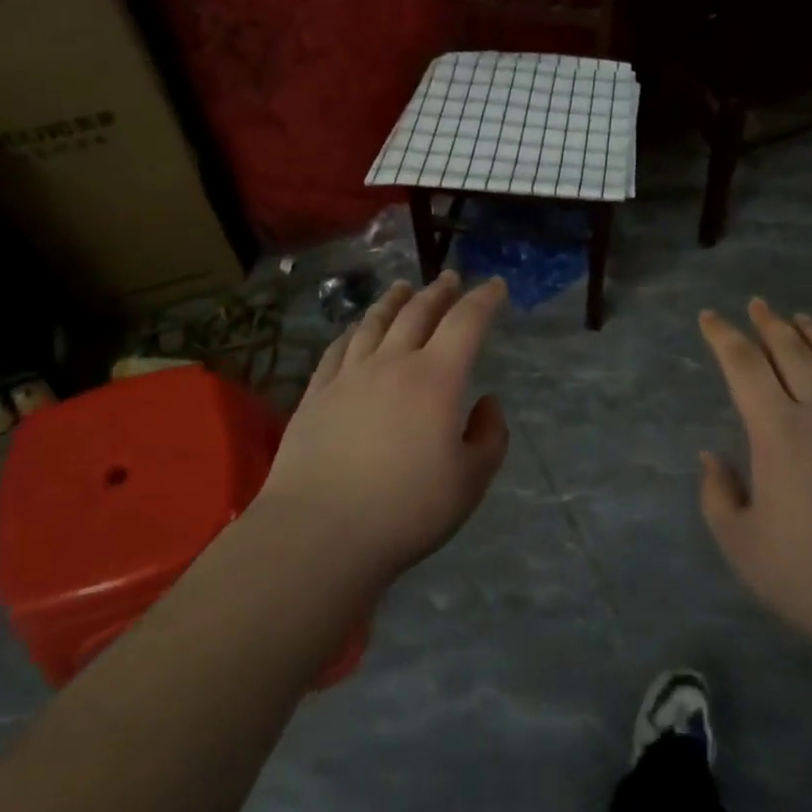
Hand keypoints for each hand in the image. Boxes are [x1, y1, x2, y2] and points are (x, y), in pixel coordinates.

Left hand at [258, 272, 509, 587]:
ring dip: (394, 301)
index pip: (466, 323)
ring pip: (374, 322)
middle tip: (450, 278)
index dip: (484, 300)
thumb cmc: (406, 509)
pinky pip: (338, 348)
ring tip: (402, 288)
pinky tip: (355, 329)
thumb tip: (486, 403)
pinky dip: (354, 330)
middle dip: (439, 292)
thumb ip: (490, 437)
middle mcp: (392, 363)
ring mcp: (348, 376)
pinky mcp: (315, 394)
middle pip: (418, 312)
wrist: (319, 533)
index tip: (495, 286)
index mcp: (436, 378)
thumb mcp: (470, 481)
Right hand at [698, 299, 811, 662]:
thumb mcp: (741, 544)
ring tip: (802, 319)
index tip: (710, 317)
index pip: (744, 366)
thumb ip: (718, 495)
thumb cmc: (810, 576)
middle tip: (757, 304)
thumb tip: (712, 456)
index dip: (724, 336)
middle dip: (770, 324)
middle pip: (793, 353)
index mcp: (778, 432)